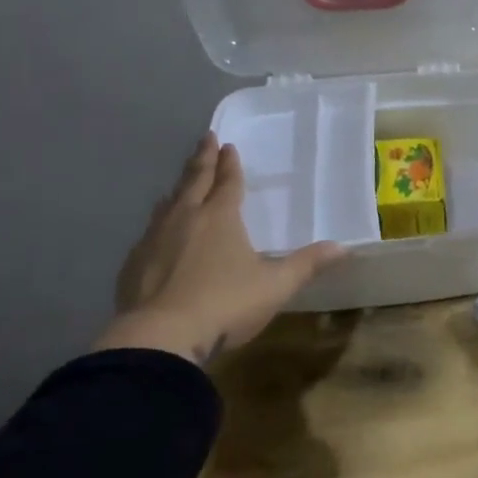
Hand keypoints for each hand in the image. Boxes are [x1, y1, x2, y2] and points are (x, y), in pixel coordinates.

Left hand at [93, 132, 345, 364]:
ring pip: (168, 203)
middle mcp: (185, 218)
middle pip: (195, 181)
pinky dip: (159, 221)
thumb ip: (307, 265)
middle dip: (202, 159)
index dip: (230, 164)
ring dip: (178, 188)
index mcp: (220, 218)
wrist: (160, 338)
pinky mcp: (133, 263)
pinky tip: (158, 232)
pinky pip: (149, 231)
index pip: (228, 182)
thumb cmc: (225, 304)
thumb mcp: (275, 286)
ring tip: (181, 182)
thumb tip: (343, 247)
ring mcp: (154, 239)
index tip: (227, 144)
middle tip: (205, 139)